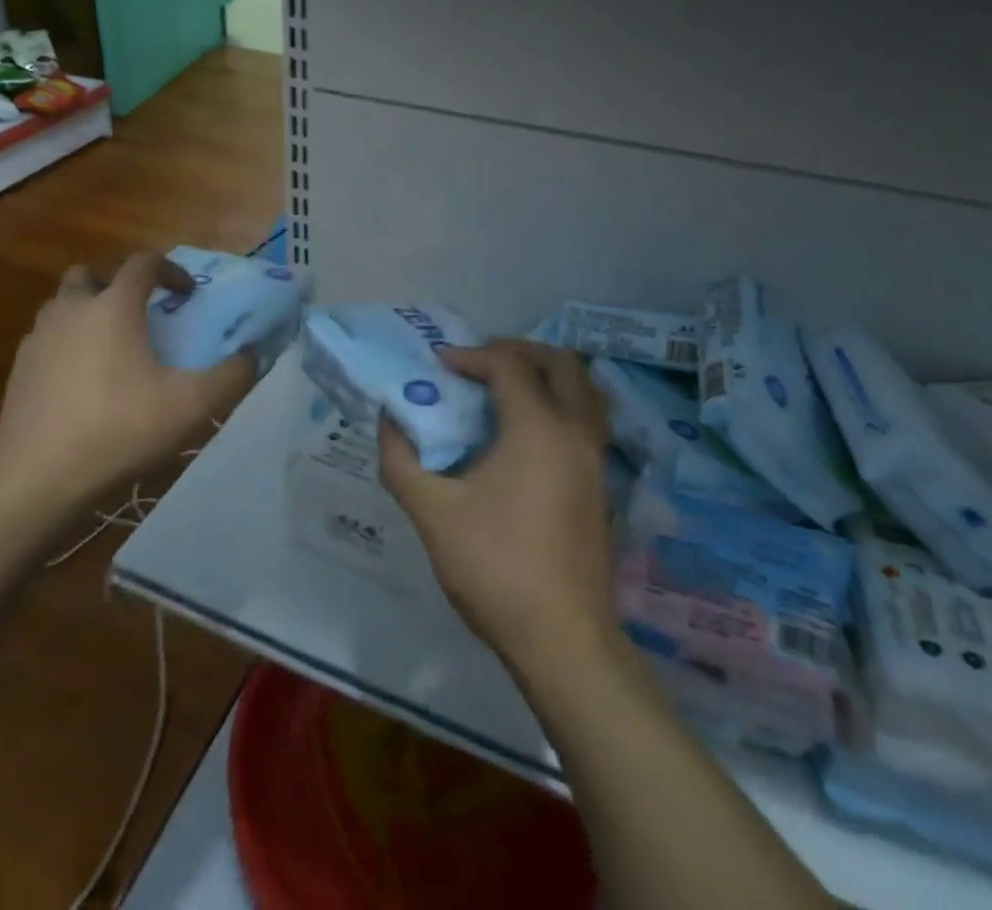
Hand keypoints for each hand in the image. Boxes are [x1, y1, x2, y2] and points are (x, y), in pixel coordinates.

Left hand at [0, 253, 256, 516]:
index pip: (144, 263)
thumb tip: (253, 355)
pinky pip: (47, 340)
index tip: (188, 295)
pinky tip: (82, 384)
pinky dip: (67, 346)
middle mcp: (71, 310)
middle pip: (90, 275)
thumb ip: (232, 376)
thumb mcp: (192, 407)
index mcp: (113, 307)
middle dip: (117, 285)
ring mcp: (38, 339)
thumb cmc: (119, 431)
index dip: (171, 271)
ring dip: (88, 313)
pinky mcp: (18, 371)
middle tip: (139, 315)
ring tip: (112, 350)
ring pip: (63, 306)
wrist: (36, 481)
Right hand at [379, 341, 619, 677]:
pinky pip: (587, 420)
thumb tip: (390, 421)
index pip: (509, 366)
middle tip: (480, 363)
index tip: (439, 365)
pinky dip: (561, 404)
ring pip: (584, 390)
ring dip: (547, 375)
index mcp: (538, 429)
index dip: (471, 356)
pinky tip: (528, 433)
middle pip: (560, 363)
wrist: (562, 640)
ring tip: (507, 389)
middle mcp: (575, 433)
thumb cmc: (495, 567)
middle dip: (518, 351)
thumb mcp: (432, 512)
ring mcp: (596, 460)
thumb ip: (402, 460)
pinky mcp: (601, 487)